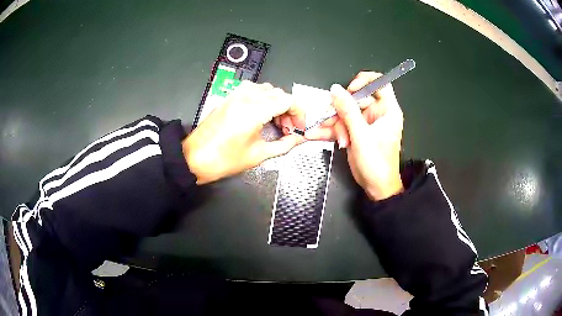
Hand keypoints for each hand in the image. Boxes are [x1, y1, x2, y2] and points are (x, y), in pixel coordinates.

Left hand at [183, 81, 305, 183]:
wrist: (195, 158)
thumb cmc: (223, 159)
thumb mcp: (259, 155)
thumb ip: (284, 145)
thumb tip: (298, 139)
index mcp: (254, 110)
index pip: (288, 100)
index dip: (299, 113)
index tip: (299, 126)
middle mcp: (246, 97)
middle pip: (279, 93)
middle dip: (289, 110)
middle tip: (288, 129)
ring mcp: (236, 95)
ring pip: (267, 90)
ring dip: (276, 103)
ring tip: (275, 122)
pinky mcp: (229, 98)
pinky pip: (253, 90)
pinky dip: (263, 99)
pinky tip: (261, 115)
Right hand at [305, 72, 403, 200]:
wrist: (375, 187)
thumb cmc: (377, 164)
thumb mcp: (362, 136)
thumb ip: (348, 111)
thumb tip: (336, 90)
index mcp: (387, 111)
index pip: (379, 83)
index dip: (364, 82)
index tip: (350, 90)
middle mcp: (377, 114)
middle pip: (355, 99)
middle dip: (341, 111)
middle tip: (332, 121)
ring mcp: (365, 123)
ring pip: (345, 112)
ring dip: (333, 123)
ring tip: (325, 133)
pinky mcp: (356, 132)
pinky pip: (341, 124)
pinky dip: (330, 130)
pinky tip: (317, 134)